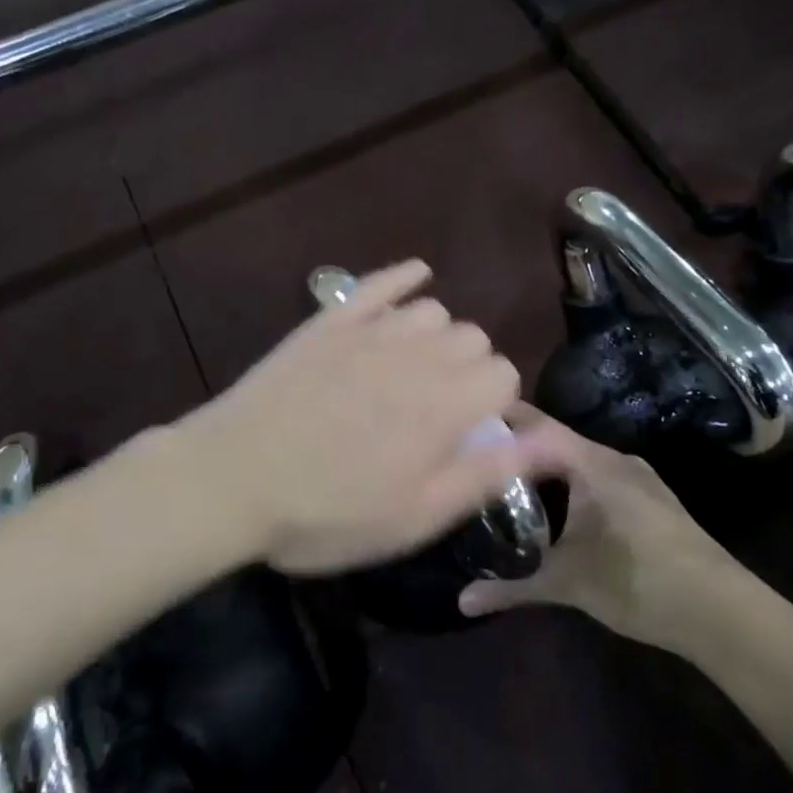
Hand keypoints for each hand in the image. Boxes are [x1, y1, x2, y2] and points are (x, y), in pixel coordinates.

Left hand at [171, 261, 560, 575]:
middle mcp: (418, 355)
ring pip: (433, 310)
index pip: (504, 375)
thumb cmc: (328, 513)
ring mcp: (371, 331)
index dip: (495, 404)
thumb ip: (489, 472)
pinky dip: (403, 278)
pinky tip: (415, 276)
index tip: (470, 433)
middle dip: (470, 369)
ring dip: (437, 336)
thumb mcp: (417, 515)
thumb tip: (559, 445)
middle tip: (439, 410)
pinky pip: (379, 283)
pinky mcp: (329, 320)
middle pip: (474, 338)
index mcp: (446, 405)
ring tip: (415, 369)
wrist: (233, 479)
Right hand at [457, 404, 740, 647]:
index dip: (499, 419)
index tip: (462, 422)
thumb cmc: (638, 582)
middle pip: (554, 442)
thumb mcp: (568, 584)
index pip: (535, 424)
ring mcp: (636, 478)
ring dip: (545, 471)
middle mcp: (613, 459)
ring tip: (507, 487)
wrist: (721, 611)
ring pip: (578, 462)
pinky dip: (570, 486)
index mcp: (591, 463)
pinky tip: (557, 514)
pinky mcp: (651, 499)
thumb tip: (463, 601)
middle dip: (516, 451)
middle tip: (476, 464)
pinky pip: (598, 478)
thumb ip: (512, 587)